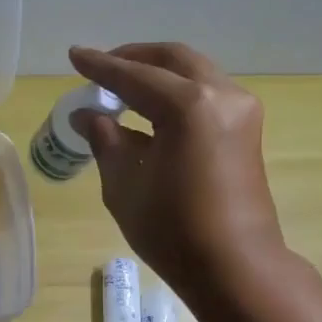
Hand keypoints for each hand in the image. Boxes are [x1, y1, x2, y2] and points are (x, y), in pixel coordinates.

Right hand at [68, 43, 292, 303]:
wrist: (235, 267)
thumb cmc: (172, 230)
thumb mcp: (125, 185)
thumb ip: (105, 140)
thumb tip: (87, 115)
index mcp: (188, 107)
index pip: (134, 76)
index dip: (101, 67)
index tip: (74, 54)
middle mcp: (221, 95)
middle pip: (172, 59)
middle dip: (134, 58)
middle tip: (102, 67)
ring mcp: (241, 109)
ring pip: (194, 72)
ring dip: (158, 72)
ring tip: (124, 86)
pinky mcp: (247, 128)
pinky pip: (207, 92)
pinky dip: (178, 90)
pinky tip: (153, 108)